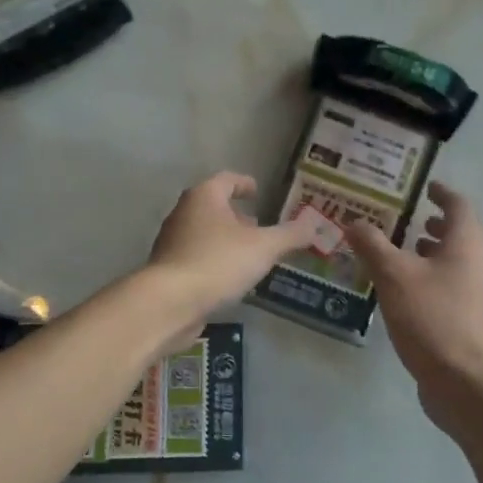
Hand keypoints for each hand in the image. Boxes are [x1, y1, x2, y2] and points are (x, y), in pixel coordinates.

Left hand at [147, 172, 314, 321]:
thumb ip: (290, 235)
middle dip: (235, 215)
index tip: (257, 191)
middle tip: (258, 226)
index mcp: (204, 196)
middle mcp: (183, 212)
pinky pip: (195, 256)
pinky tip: (228, 278)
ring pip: (203, 232)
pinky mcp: (167, 268)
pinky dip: (213, 259)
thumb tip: (315, 224)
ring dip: (224, 239)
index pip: (226, 180)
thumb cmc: (218, 263)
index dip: (244, 184)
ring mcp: (171, 241)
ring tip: (248, 254)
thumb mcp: (263, 248)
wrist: (169, 302)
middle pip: (212, 206)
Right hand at [348, 183, 482, 432]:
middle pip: (460, 231)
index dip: (441, 193)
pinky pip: (451, 281)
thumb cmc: (430, 317)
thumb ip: (372, 244)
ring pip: (456, 258)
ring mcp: (478, 291)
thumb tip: (354, 222)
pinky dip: (432, 273)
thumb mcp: (393, 275)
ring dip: (432, 249)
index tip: (424, 186)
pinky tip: (405, 286)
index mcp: (466, 243)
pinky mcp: (470, 316)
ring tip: (402, 249)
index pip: (458, 205)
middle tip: (406, 217)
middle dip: (434, 222)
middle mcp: (479, 261)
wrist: (462, 380)